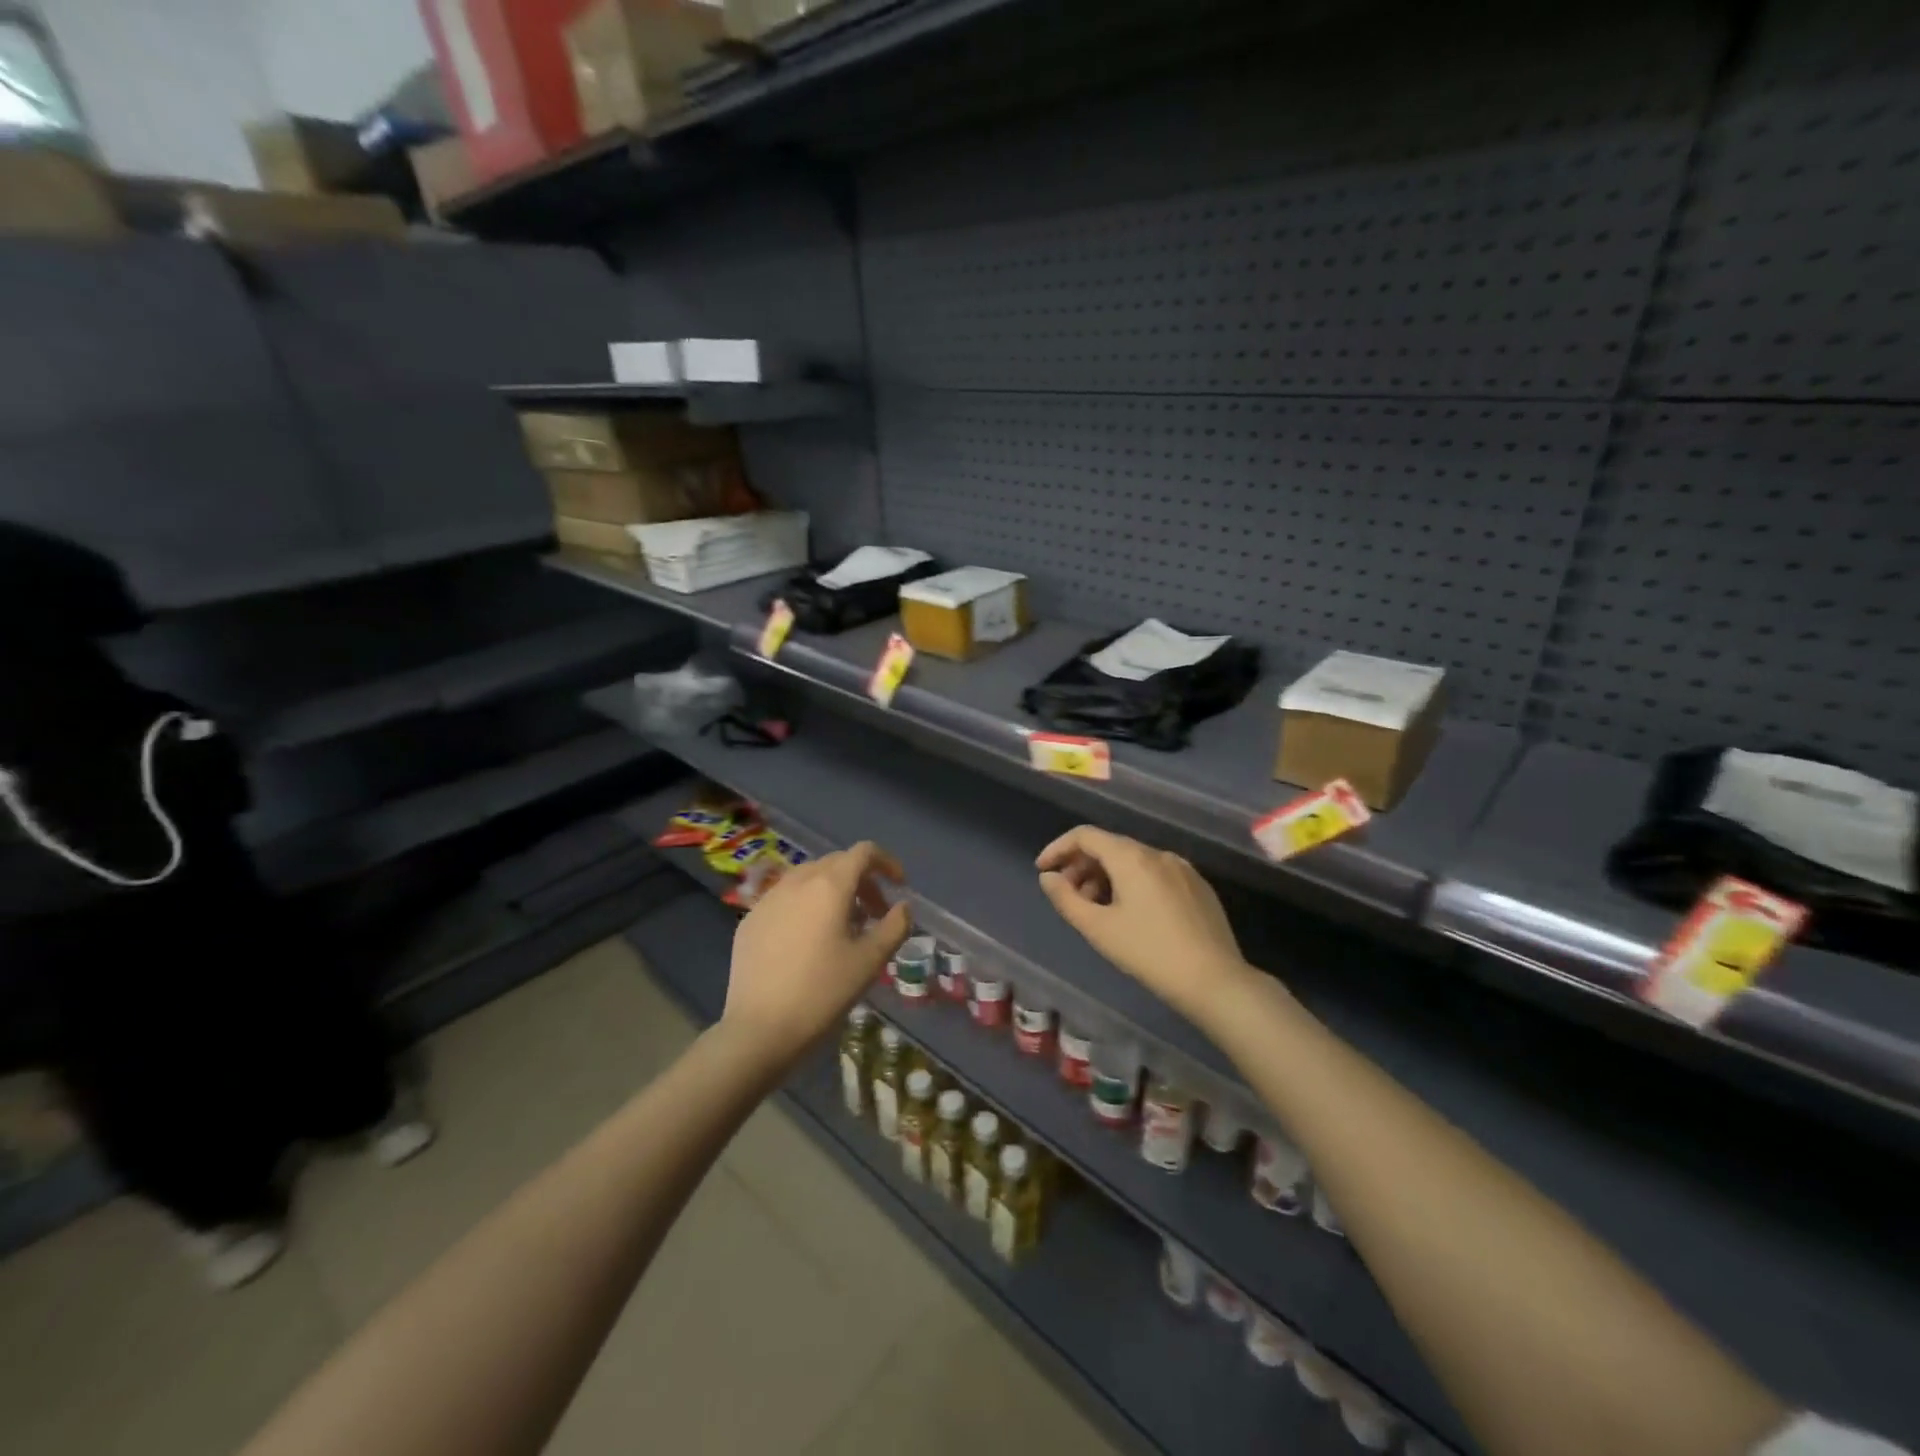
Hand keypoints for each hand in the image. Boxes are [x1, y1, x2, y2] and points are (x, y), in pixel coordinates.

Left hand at [722, 841, 910, 1068]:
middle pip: (836, 863)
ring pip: (808, 878)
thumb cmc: (822, 992)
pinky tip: (807, 941)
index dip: (886, 862)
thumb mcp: (870, 961)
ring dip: (832, 891)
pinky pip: (785, 898)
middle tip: (875, 913)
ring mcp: (768, 899)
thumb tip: (902, 907)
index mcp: (829, 886)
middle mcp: (797, 881)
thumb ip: (895, 926)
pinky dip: (805, 905)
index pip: (863, 852)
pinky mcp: (750, 919)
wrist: (758, 1029)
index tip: (899, 886)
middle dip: (862, 880)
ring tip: (842, 926)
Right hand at [1036, 826, 1251, 1021]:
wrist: (1214, 980)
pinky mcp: (1198, 886)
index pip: (1085, 835)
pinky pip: (1155, 874)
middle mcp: (1157, 853)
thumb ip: (1066, 898)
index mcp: (1131, 857)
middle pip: (1109, 847)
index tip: (1043, 870)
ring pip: (1133, 861)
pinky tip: (1131, 915)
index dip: (1058, 848)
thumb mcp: (1098, 928)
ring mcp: (1182, 868)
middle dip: (1082, 867)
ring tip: (1096, 909)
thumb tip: (1048, 877)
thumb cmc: (1149, 953)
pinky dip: (1132, 884)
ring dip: (1106, 877)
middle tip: (1068, 896)